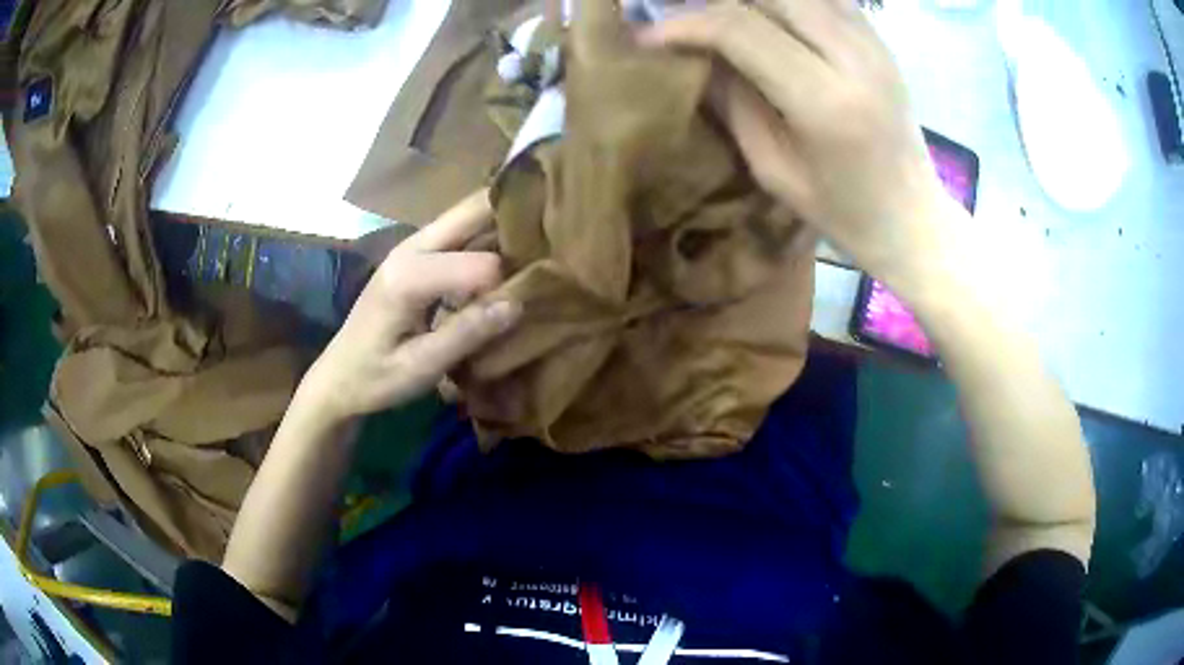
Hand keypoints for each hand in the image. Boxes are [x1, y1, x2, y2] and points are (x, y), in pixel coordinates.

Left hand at [301, 191, 521, 420]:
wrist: (339, 377)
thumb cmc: (375, 377)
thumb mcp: (421, 367)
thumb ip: (467, 334)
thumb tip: (518, 303)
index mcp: (409, 276)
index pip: (481, 264)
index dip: (506, 287)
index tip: (523, 308)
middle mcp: (411, 247)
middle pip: (473, 210)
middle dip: (514, 217)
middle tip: (553, 239)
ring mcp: (412, 246)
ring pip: (468, 216)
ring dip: (503, 224)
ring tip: (538, 247)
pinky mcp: (415, 255)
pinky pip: (460, 233)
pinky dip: (488, 238)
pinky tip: (506, 260)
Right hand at [640, 0, 954, 287]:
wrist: (914, 218)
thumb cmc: (844, 211)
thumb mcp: (775, 170)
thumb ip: (732, 102)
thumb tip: (692, 55)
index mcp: (824, 100)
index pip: (739, 28)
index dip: (685, 23)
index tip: (650, 36)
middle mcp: (852, 56)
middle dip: (712, 1)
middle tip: (680, 17)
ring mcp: (872, 42)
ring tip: (718, 16)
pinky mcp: (879, 40)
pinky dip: (786, 2)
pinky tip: (767, 17)